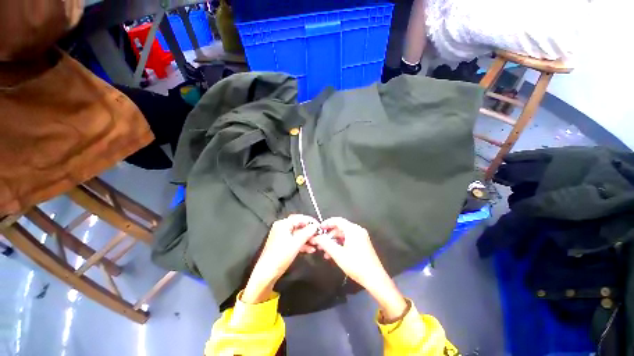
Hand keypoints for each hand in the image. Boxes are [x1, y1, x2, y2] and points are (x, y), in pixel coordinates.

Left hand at [242, 215, 318, 303]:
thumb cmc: (281, 255)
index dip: (311, 221)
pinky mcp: (282, 244)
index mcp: (283, 223)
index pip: (300, 218)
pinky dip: (302, 244)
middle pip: (299, 225)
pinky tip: (310, 249)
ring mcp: (282, 236)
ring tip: (316, 244)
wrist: (267, 273)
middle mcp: (282, 227)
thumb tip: (315, 226)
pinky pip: (294, 240)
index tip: (320, 227)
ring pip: (298, 234)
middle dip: (309, 231)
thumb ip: (307, 232)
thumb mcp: (296, 243)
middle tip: (319, 235)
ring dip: (307, 238)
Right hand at [313, 217, 406, 320]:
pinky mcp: (363, 244)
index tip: (318, 229)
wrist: (375, 278)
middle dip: (329, 235)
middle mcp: (358, 230)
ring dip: (334, 241)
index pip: (337, 220)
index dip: (326, 223)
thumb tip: (316, 237)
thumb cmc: (356, 265)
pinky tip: (334, 254)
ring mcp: (361, 237)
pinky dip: (340, 245)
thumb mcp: (338, 254)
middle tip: (320, 244)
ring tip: (325, 252)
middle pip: (340, 228)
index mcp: (353, 229)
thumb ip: (325, 243)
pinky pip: (349, 240)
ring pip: (344, 235)